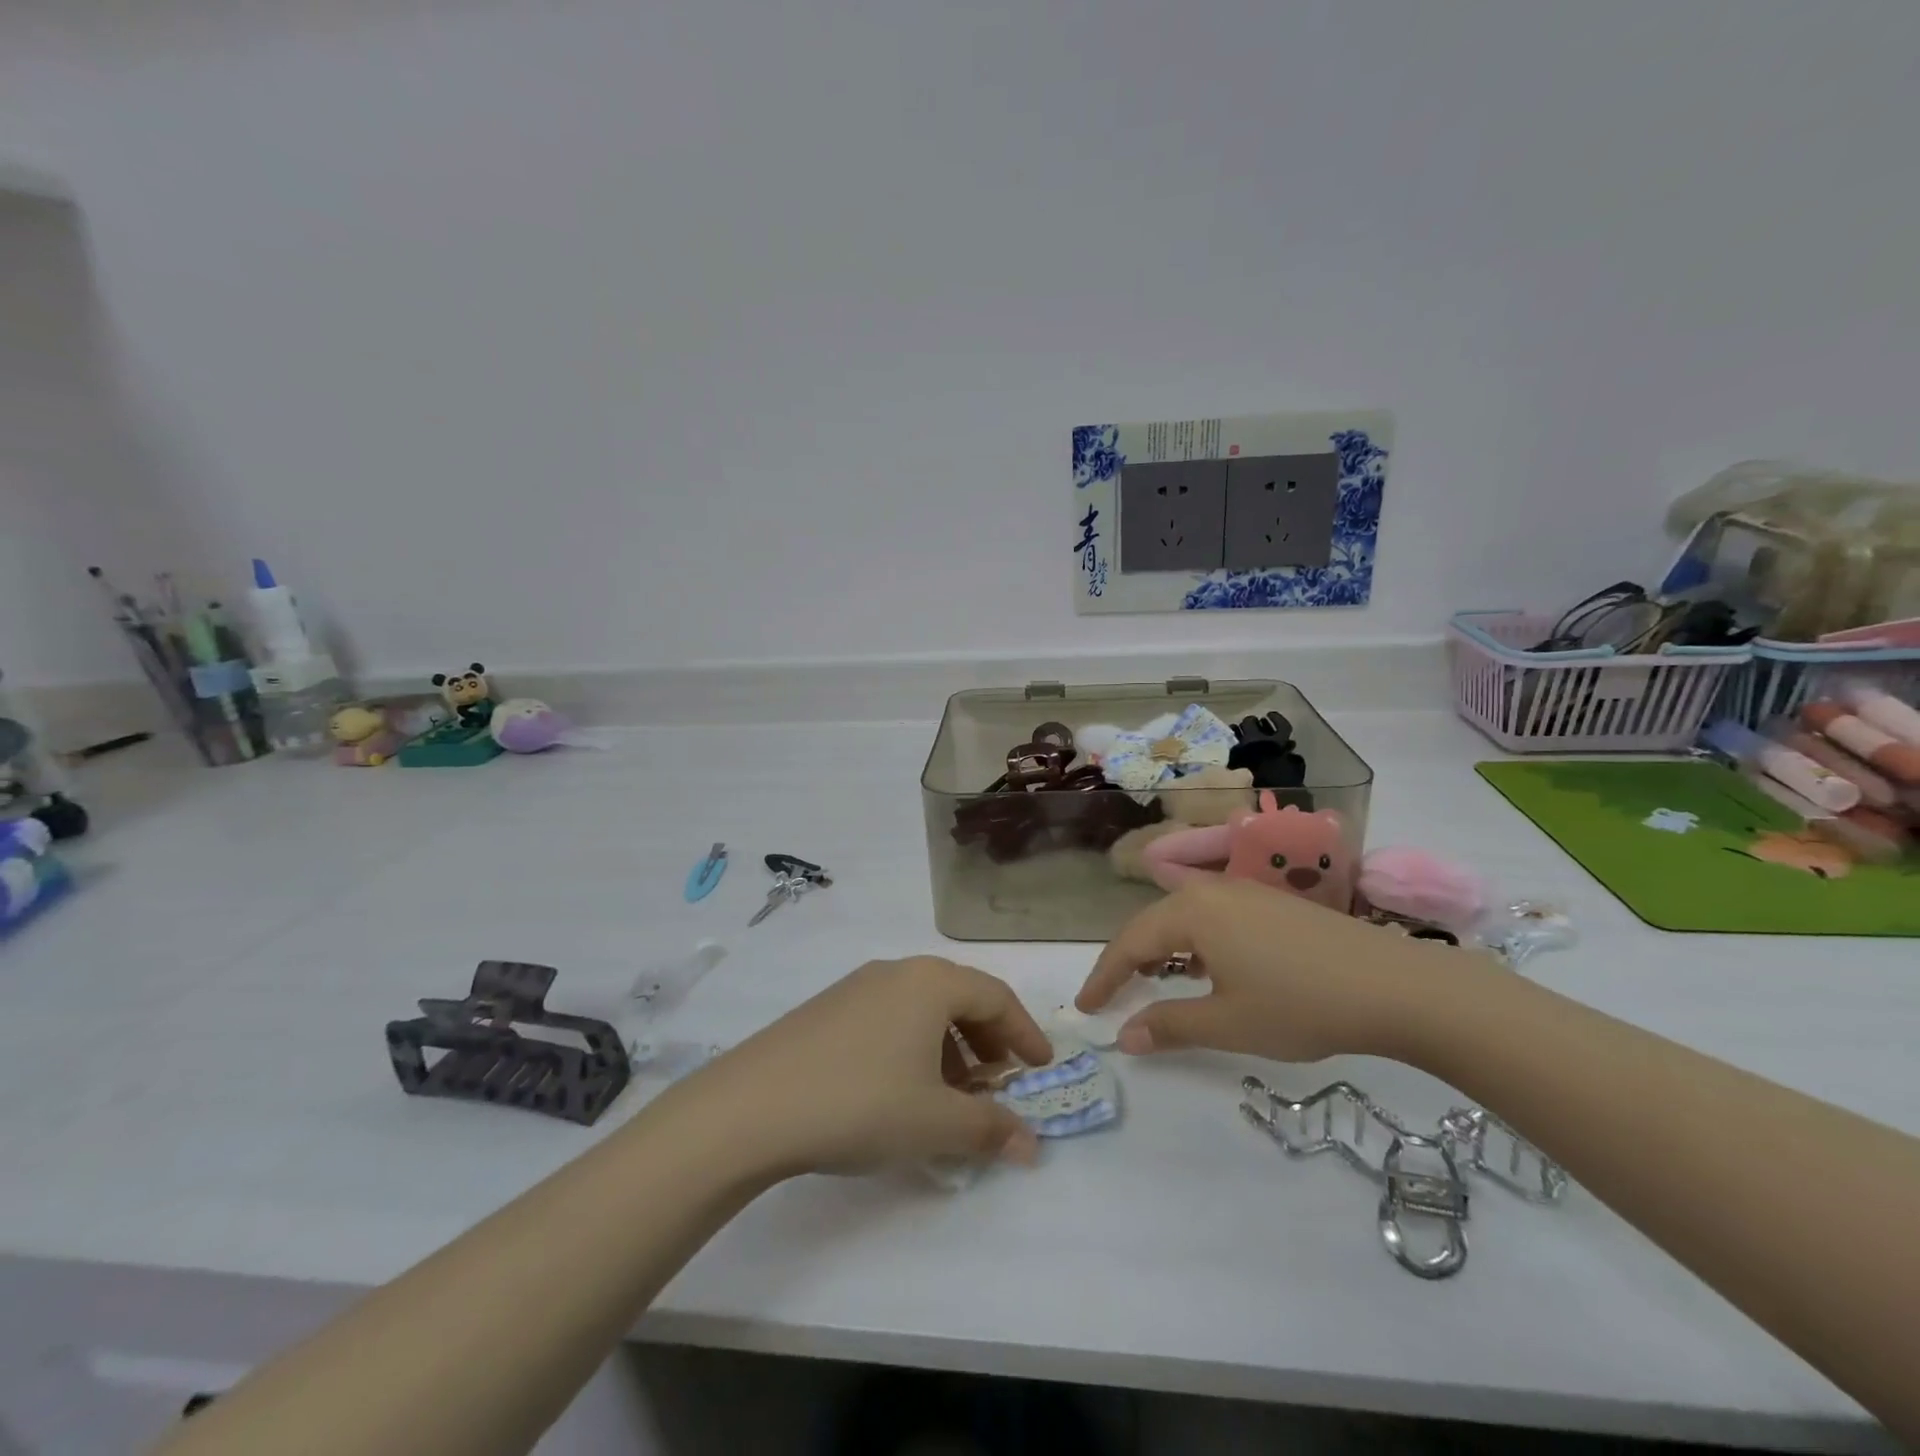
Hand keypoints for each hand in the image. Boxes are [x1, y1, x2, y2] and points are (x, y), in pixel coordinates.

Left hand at [687, 958, 1052, 1177]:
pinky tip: (901, 1090)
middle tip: (997, 1084)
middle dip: (987, 1042)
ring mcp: (857, 986)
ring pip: (922, 1009)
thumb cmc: (861, 1103)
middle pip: (959, 998)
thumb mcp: (935, 1123)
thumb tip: (1031, 1145)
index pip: (996, 997)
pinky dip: (912, 1047)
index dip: (1025, 1032)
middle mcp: (897, 972)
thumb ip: (990, 1130)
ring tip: (950, 1096)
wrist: (752, 1106)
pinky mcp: (828, 1008)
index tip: (1041, 1068)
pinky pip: (889, 1017)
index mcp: (932, 983)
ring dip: (949, 1047)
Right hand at [1075, 880, 1455, 1062]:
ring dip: (1161, 949)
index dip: (1104, 977)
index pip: (1129, 943)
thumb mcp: (1228, 1023)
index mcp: (1191, 912)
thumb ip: (1169, 1027)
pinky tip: (1206, 968)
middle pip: (1152, 923)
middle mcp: (1210, 890)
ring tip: (1153, 981)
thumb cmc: (1300, 1004)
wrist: (1396, 986)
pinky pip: (1212, 916)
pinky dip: (1194, 942)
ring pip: (1183, 917)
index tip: (1085, 1008)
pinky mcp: (1271, 902)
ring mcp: (1244, 891)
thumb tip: (1123, 1037)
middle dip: (1128, 961)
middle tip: (1113, 997)